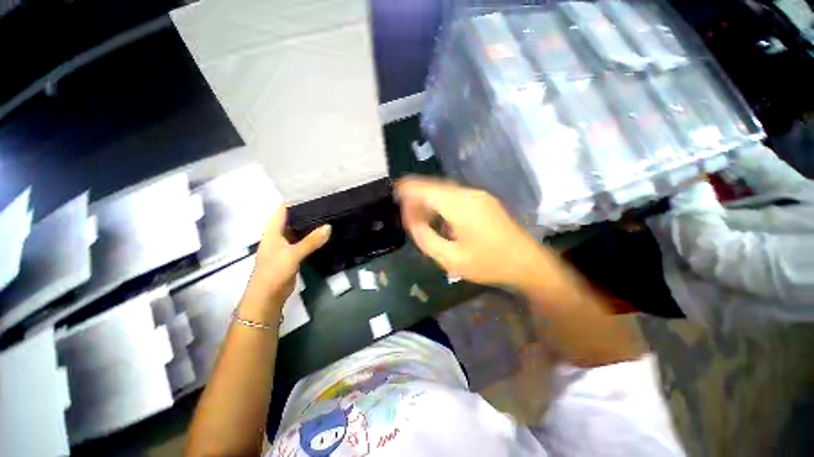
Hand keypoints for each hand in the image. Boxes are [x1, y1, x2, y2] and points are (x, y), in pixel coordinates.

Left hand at [241, 206, 329, 320]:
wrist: (267, 297)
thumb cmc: (273, 272)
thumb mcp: (292, 254)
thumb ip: (311, 241)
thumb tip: (329, 226)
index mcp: (273, 229)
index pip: (284, 208)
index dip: (297, 199)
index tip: (315, 192)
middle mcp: (279, 233)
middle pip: (294, 217)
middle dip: (308, 210)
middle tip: (328, 203)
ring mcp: (287, 243)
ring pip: (301, 229)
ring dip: (312, 223)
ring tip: (329, 214)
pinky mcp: (294, 253)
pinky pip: (305, 240)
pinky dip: (313, 236)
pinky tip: (325, 232)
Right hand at [396, 176, 550, 288]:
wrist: (527, 263)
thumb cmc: (488, 263)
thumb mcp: (450, 258)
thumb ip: (425, 237)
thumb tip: (412, 219)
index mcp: (459, 206)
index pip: (426, 188)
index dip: (408, 188)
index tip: (395, 193)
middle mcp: (469, 193)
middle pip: (435, 186)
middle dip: (417, 195)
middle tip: (407, 211)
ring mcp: (479, 195)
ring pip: (445, 190)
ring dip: (429, 198)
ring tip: (420, 215)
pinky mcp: (484, 200)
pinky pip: (455, 195)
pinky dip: (441, 201)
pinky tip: (439, 216)